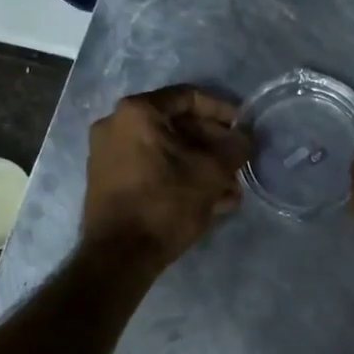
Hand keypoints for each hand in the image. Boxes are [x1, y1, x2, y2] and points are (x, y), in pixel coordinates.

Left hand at [82, 86, 251, 264]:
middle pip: (177, 127)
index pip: (188, 97)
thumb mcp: (212, 172)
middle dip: (213, 146)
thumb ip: (235, 147)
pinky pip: (152, 170)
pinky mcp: (109, 183)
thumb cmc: (166, 202)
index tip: (243, 127)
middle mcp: (116, 126)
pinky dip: (179, 179)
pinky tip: (210, 202)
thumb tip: (245, 137)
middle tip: (238, 162)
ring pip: (167, 153)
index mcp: (137, 112)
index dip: (222, 110)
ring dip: (201, 167)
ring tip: (231, 190)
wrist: (120, 255)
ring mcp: (108, 155)